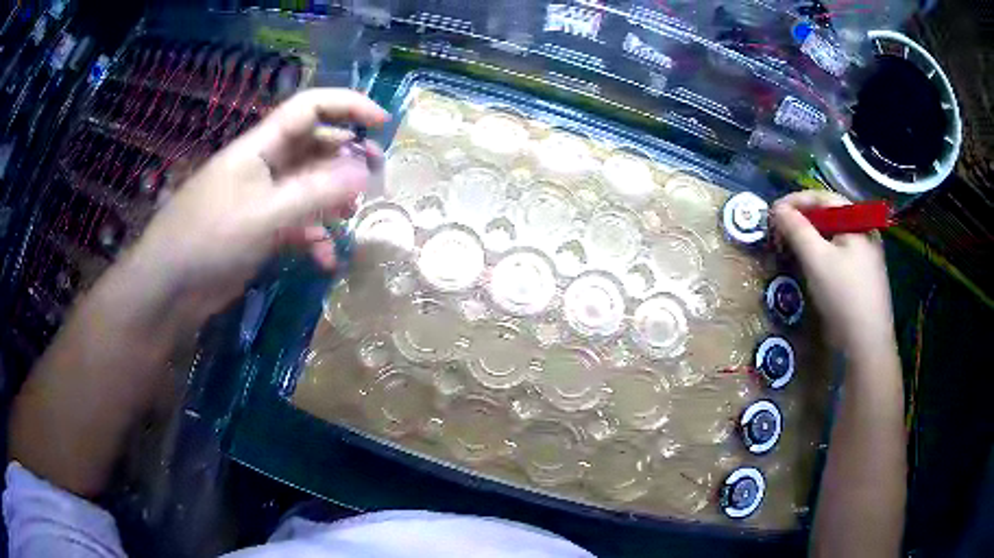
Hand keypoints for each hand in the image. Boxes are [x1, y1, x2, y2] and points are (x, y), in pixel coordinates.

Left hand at [126, 88, 387, 319]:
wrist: (169, 289)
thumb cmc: (209, 239)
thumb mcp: (263, 214)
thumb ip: (314, 192)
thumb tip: (364, 171)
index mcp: (261, 147)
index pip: (309, 108)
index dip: (347, 106)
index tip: (382, 123)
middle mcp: (264, 167)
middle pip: (313, 146)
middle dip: (346, 155)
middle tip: (377, 172)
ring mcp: (262, 200)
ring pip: (308, 187)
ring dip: (333, 198)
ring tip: (352, 214)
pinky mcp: (260, 231)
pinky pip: (296, 225)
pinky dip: (314, 238)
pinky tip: (325, 260)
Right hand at [771, 191, 895, 356]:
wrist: (867, 345)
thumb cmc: (843, 296)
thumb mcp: (816, 259)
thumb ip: (796, 229)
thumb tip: (776, 208)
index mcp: (857, 221)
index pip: (822, 197)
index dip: (795, 201)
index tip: (773, 212)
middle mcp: (864, 231)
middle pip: (829, 215)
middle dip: (802, 220)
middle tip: (780, 232)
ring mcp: (866, 254)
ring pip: (833, 236)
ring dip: (810, 238)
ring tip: (792, 247)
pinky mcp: (864, 275)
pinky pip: (839, 253)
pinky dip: (822, 253)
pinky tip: (812, 266)